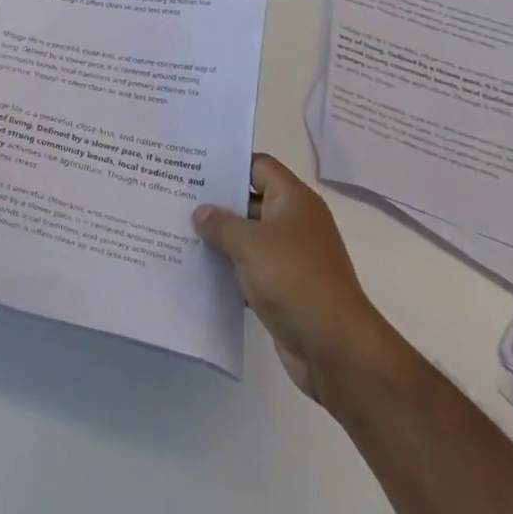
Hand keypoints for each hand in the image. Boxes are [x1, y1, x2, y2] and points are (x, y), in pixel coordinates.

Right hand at [194, 155, 388, 402]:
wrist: (335, 348)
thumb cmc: (294, 279)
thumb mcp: (250, 244)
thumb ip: (221, 223)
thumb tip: (201, 212)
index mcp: (294, 200)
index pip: (259, 166)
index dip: (229, 164)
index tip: (193, 167)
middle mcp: (295, 223)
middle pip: (251, 201)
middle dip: (217, 203)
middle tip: (177, 199)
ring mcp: (291, 257)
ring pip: (249, 238)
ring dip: (220, 239)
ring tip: (179, 232)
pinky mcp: (285, 288)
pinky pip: (251, 269)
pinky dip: (230, 270)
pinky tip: (198, 270)